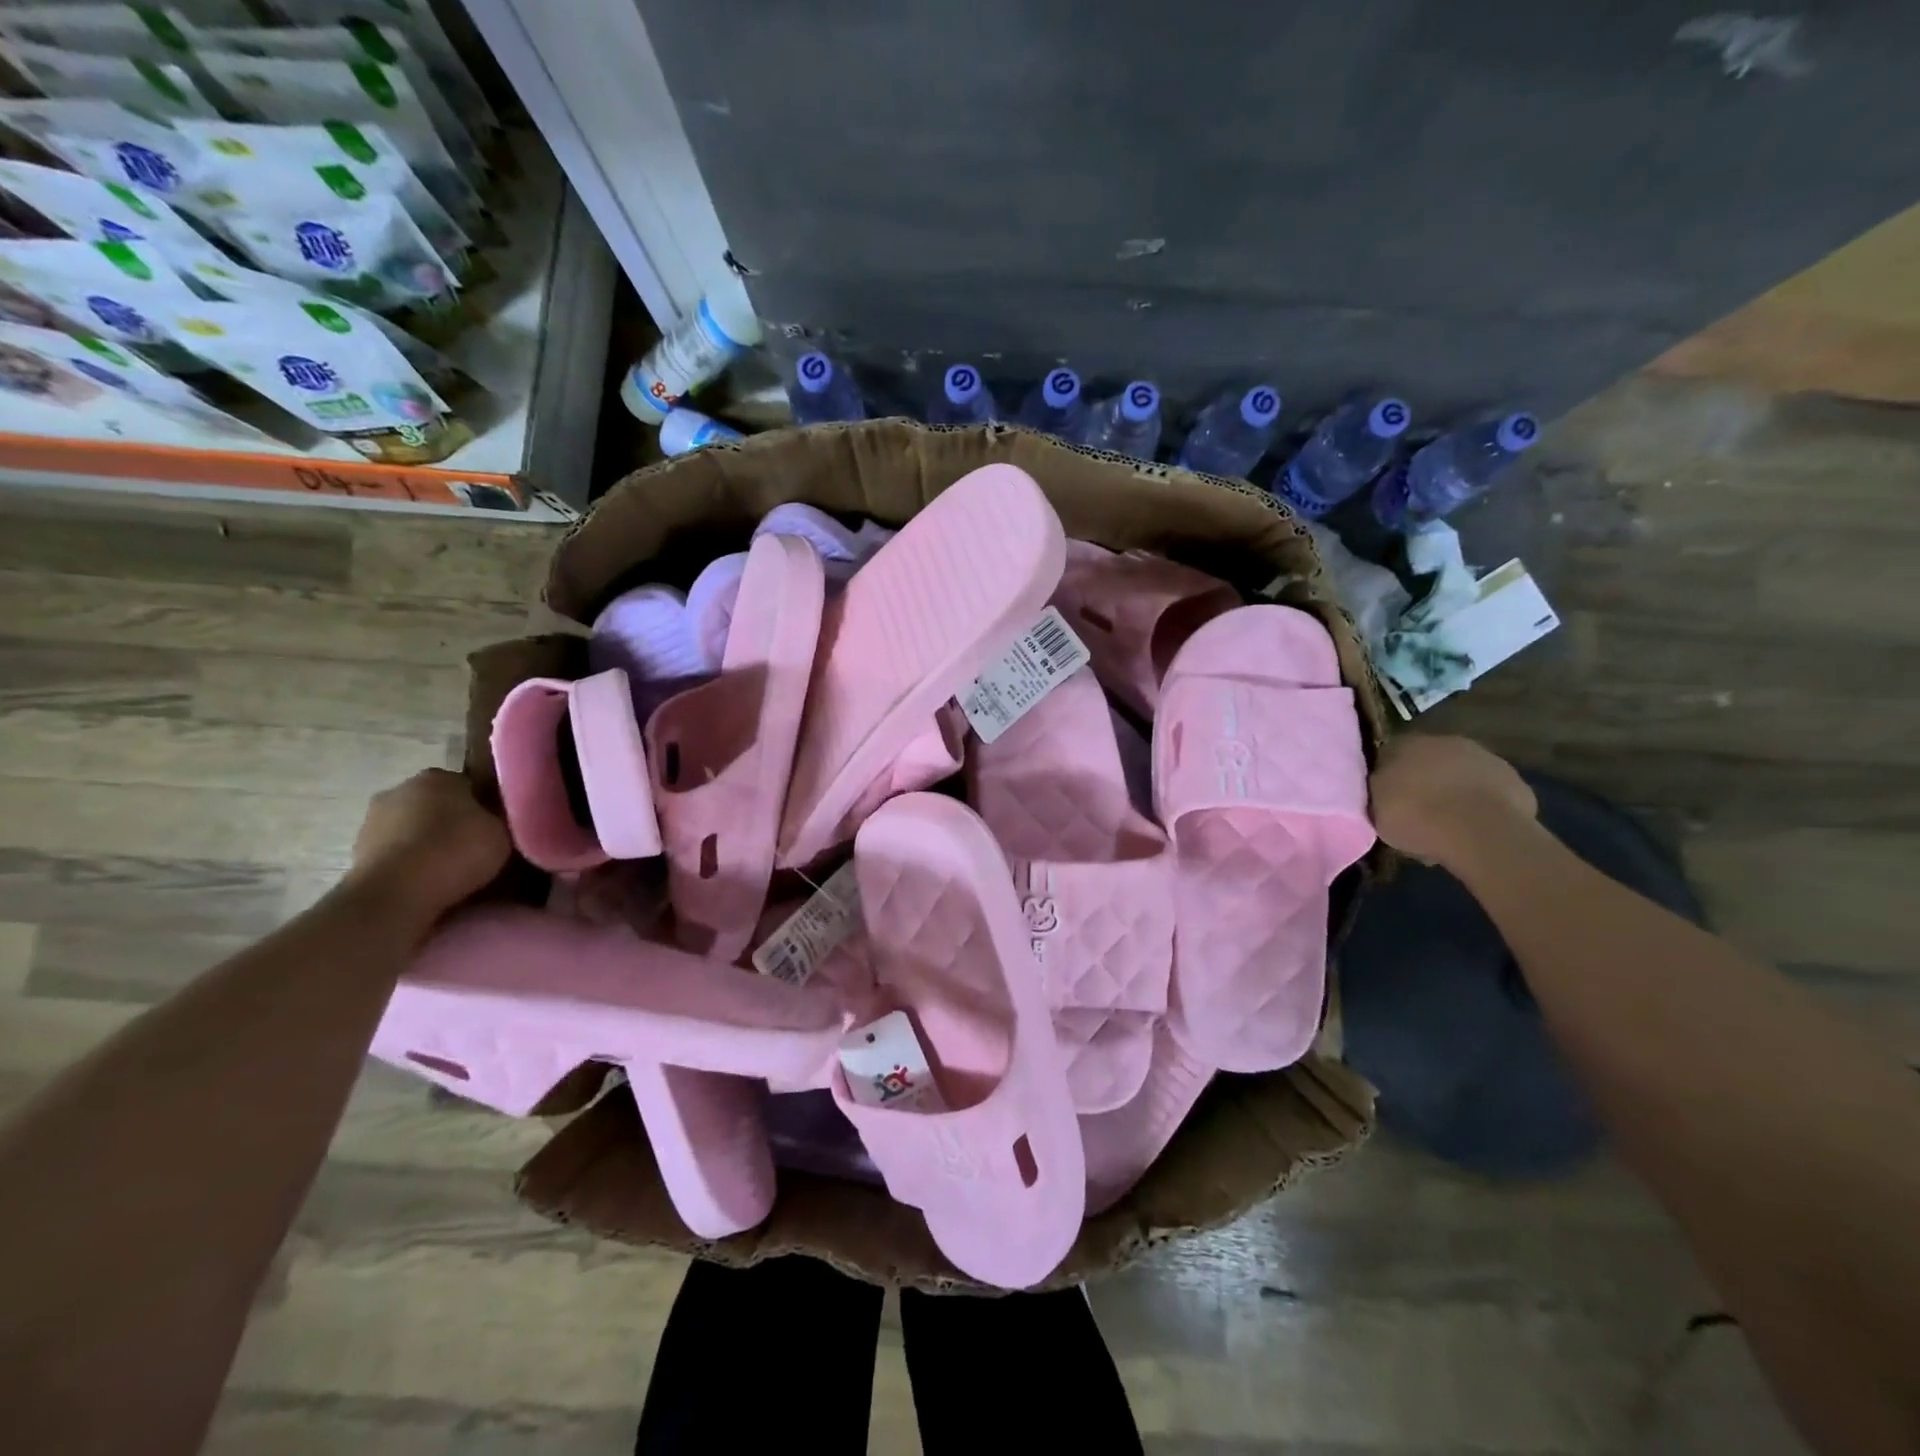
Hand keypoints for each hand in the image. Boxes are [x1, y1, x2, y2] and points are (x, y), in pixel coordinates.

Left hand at [347, 768, 510, 926]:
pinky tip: (428, 884)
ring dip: (428, 845)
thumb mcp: (503, 831)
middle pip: (437, 806)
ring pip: (413, 830)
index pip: (469, 785)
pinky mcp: (356, 854)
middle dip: (453, 823)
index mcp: (437, 777)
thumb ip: (500, 819)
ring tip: (452, 872)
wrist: (396, 894)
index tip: (498, 828)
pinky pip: (397, 855)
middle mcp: (399, 790)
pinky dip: (410, 865)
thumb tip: (499, 819)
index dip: (486, 807)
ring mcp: (371, 822)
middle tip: (477, 849)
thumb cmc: (455, 851)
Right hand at [1368, 734, 1537, 867]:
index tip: (1384, 798)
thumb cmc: (1416, 815)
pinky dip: (1480, 806)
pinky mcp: (1514, 781)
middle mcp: (1444, 741)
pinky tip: (1475, 829)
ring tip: (1447, 824)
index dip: (1386, 776)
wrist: (1480, 831)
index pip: (1388, 753)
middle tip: (1416, 812)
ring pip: (1460, 775)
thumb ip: (1377, 791)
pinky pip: (1488, 794)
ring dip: (1453, 792)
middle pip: (1427, 761)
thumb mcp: (1375, 807)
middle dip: (1422, 782)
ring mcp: (1484, 758)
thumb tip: (1381, 786)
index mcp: (1404, 743)